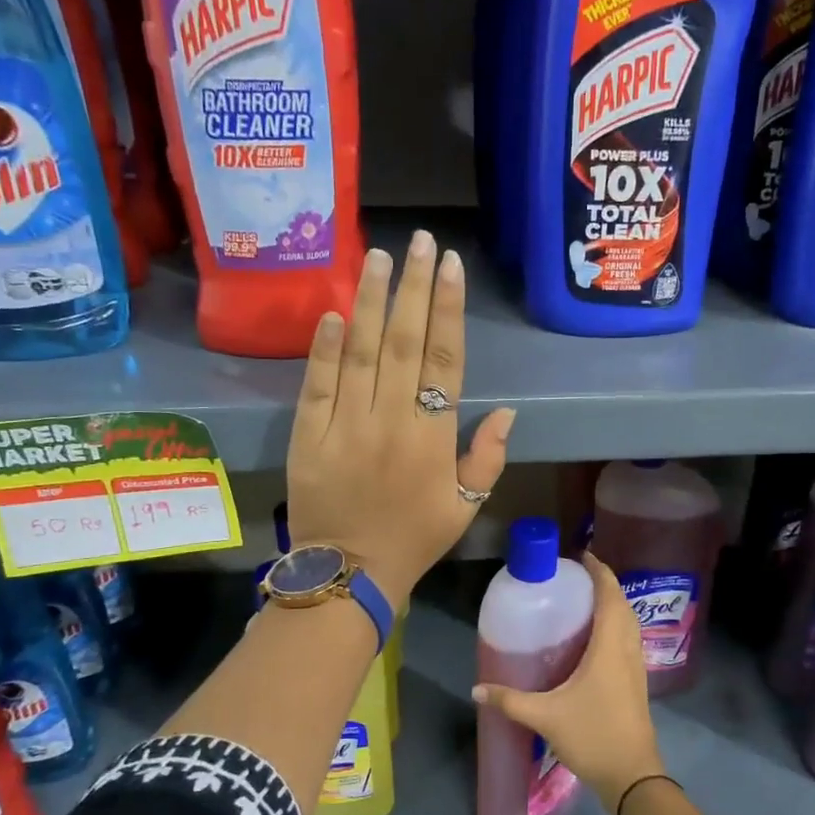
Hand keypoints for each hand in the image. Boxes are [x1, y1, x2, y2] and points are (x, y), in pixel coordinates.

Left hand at [287, 230, 514, 607]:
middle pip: (402, 342)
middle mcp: (391, 421)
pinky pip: (317, 384)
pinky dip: (324, 347)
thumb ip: (486, 458)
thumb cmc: (414, 539)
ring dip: (369, 301)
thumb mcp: (465, 507)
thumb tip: (506, 411)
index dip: (447, 310)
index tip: (449, 267)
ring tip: (378, 257)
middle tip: (419, 241)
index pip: (443, 360)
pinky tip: (333, 312)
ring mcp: (345, 425)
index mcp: (432, 438)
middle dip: (413, 288)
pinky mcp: (308, 435)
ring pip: (359, 352)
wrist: (348, 573)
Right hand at [471, 553, 663, 814]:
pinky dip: (615, 627)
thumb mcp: (545, 716)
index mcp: (610, 646)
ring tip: (582, 602)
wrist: (632, 776)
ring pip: (628, 623)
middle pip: (622, 604)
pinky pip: (628, 641)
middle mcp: (628, 649)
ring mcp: (636, 667)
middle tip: (574, 579)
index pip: (610, 595)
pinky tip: (593, 640)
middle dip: (603, 584)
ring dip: (612, 605)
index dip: (600, 571)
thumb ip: (510, 700)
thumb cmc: (593, 736)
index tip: (581, 556)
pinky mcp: (636, 683)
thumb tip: (477, 690)